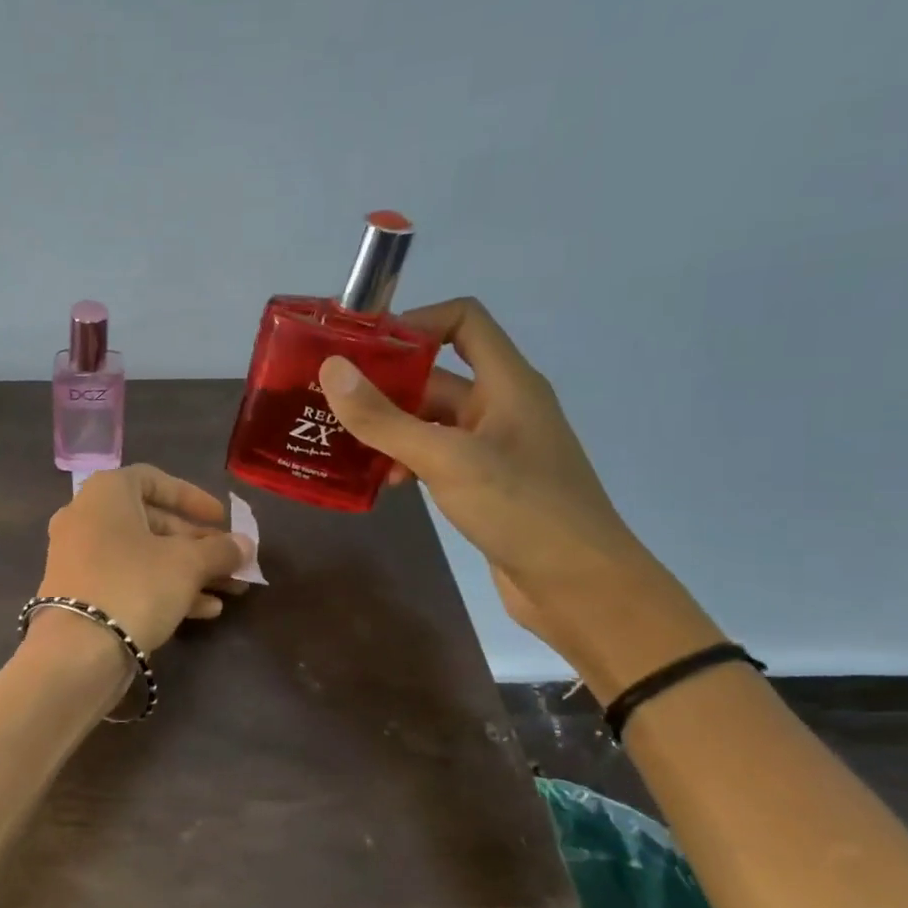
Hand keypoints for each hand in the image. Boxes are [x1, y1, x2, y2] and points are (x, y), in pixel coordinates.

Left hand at [36, 465, 252, 651]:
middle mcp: (86, 517)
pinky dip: (163, 588)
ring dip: (188, 571)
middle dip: (198, 543)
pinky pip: (127, 580)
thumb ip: (220, 549)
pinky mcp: (80, 593)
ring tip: (230, 590)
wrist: (78, 651)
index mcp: (105, 493)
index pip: (153, 480)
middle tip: (232, 561)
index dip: (192, 497)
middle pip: (152, 522)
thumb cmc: (135, 586)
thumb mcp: (187, 564)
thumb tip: (244, 545)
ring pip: (143, 556)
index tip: (222, 519)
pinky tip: (204, 611)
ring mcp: (79, 557)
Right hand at [319, 298, 714, 688]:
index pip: (463, 320)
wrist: (579, 586)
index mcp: (506, 383)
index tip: (361, 349)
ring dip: (388, 428)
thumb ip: (385, 418)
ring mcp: (492, 447)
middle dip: (383, 384)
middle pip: (434, 374)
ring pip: (428, 420)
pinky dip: (404, 460)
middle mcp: (500, 406)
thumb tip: (331, 369)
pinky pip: (434, 455)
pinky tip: (381, 482)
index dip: (413, 324)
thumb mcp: (445, 459)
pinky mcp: (484, 483)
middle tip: (328, 401)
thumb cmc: (521, 509)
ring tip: (343, 445)